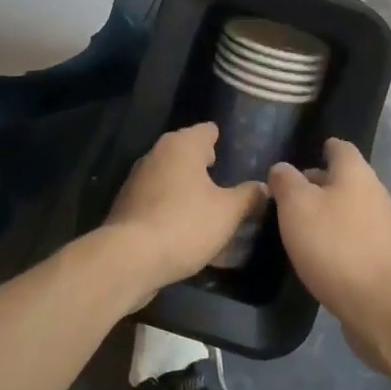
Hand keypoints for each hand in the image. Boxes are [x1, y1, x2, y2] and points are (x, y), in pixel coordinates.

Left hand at [101, 123, 266, 302]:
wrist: (128, 259)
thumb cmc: (184, 224)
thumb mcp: (228, 213)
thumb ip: (248, 196)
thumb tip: (263, 187)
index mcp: (182, 145)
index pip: (208, 130)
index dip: (224, 141)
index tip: (238, 156)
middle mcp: (157, 153)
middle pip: (188, 152)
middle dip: (206, 166)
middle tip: (229, 183)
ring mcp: (137, 179)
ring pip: (171, 176)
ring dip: (188, 188)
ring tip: (210, 208)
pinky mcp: (127, 205)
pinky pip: (158, 199)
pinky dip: (172, 206)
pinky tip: (185, 227)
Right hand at [269, 139, 390, 372]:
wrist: (380, 304)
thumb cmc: (334, 245)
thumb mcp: (296, 206)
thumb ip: (286, 181)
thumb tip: (282, 168)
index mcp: (355, 172)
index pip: (338, 147)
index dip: (318, 149)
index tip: (295, 163)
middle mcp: (373, 191)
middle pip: (343, 178)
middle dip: (317, 184)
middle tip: (286, 198)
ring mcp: (382, 224)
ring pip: (348, 207)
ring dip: (326, 213)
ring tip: (297, 227)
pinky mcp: (382, 254)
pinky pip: (354, 235)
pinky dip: (336, 238)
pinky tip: (318, 254)